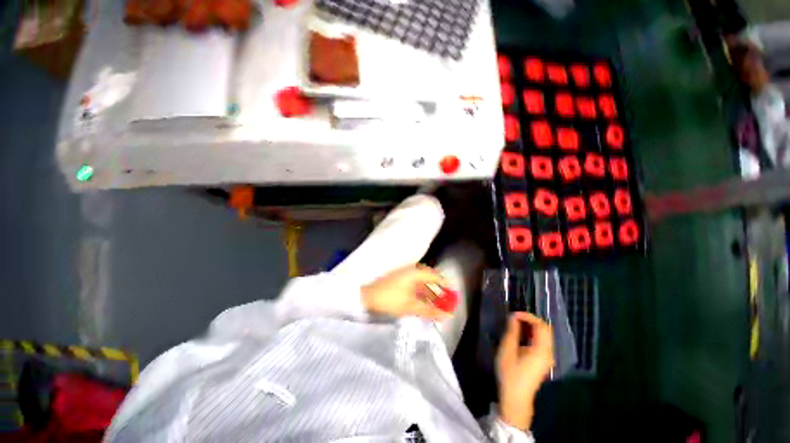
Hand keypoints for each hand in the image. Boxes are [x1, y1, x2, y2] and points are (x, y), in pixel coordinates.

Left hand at [361, 265, 452, 320]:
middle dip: (437, 290)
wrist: (366, 297)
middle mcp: (410, 270)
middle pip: (428, 279)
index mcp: (415, 273)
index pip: (435, 276)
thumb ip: (430, 310)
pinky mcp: (398, 279)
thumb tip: (447, 315)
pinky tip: (421, 302)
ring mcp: (403, 274)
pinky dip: (419, 293)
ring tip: (434, 305)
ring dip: (428, 293)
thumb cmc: (389, 300)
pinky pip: (413, 284)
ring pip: (421, 282)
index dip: (444, 285)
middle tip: (444, 302)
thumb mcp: (411, 307)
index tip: (452, 294)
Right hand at [496, 312, 554, 430]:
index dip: (527, 316)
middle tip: (514, 317)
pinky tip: (520, 335)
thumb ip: (512, 332)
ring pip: (544, 335)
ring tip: (515, 324)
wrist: (515, 398)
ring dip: (531, 326)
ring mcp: (547, 358)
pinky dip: (532, 334)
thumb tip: (513, 317)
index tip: (513, 314)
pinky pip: (541, 342)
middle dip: (530, 320)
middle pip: (545, 329)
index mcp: (541, 350)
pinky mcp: (543, 361)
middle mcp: (548, 352)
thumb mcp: (507, 350)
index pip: (540, 325)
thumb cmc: (510, 373)